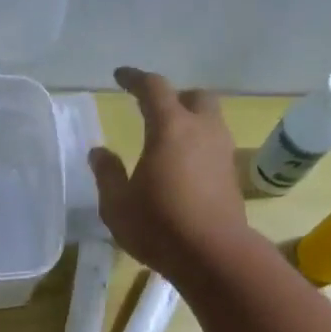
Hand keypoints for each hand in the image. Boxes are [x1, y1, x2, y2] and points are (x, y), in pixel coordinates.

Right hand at [89, 66, 251, 278]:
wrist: (214, 255)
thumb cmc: (159, 226)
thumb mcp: (117, 205)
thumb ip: (107, 174)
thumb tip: (99, 152)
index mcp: (170, 127)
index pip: (153, 88)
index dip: (135, 78)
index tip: (120, 76)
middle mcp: (201, 130)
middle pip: (194, 96)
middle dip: (174, 97)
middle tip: (154, 111)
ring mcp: (222, 152)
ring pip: (209, 120)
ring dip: (190, 122)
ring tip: (169, 142)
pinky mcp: (231, 176)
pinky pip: (214, 146)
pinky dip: (198, 147)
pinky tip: (184, 168)